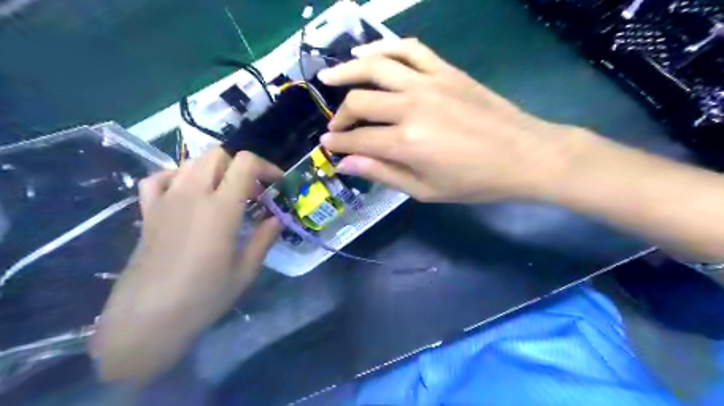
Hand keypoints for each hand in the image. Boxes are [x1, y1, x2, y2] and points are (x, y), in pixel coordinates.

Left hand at [91, 150, 282, 383]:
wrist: (148, 318)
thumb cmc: (204, 296)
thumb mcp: (246, 270)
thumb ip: (264, 238)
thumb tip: (278, 219)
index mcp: (220, 208)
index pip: (245, 163)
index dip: (266, 167)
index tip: (277, 184)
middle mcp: (192, 195)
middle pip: (217, 155)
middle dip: (240, 167)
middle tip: (252, 192)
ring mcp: (166, 200)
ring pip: (191, 162)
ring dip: (215, 171)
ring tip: (225, 195)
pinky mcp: (148, 212)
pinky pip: (160, 178)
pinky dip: (178, 177)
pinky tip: (189, 194)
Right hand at [319, 38, 589, 202]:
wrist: (524, 155)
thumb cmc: (474, 181)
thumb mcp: (425, 190)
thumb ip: (383, 174)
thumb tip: (346, 164)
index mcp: (406, 142)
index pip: (357, 139)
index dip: (337, 144)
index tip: (326, 147)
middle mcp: (411, 106)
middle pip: (360, 102)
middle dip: (340, 116)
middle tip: (335, 127)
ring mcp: (429, 82)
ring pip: (376, 66)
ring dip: (347, 71)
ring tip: (329, 77)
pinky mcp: (445, 70)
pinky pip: (409, 49)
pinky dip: (384, 46)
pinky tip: (368, 52)